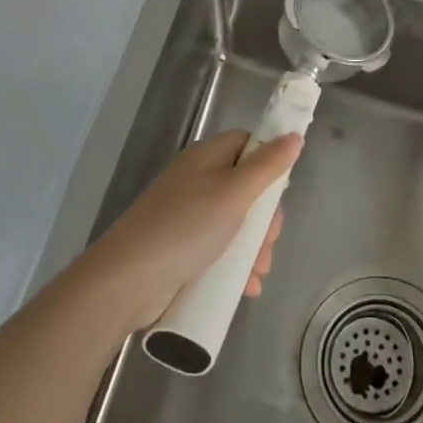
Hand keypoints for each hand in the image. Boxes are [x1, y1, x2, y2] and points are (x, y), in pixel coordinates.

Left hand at [78, 130, 303, 329]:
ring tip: (258, 273)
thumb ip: (267, 166)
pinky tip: (245, 287)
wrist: (128, 279)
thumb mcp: (235, 193)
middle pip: (245, 186)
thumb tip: (294, 135)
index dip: (268, 162)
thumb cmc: (187, 227)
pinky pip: (217, 248)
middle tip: (269, 242)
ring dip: (253, 247)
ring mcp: (186, 214)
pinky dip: (234, 264)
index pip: (246, 144)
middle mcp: (196, 180)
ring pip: (234, 222)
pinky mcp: (180, 246)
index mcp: (206, 157)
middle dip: (265, 218)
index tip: (281, 191)